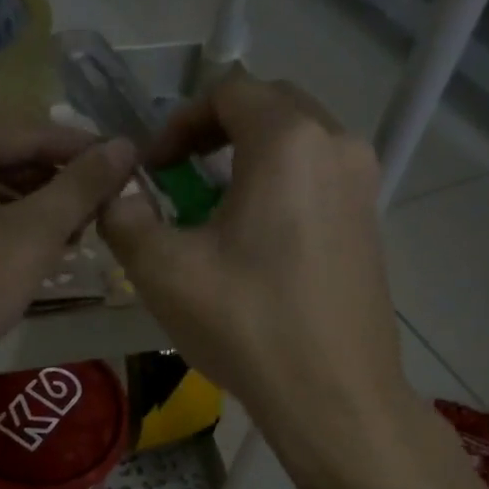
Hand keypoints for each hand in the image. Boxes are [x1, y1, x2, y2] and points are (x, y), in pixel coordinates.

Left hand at [0, 114, 134, 415]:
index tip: (133, 176)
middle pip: (6, 156)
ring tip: (70, 242)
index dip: (89, 154)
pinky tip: (19, 258)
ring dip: (28, 210)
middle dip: (57, 186)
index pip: (36, 131)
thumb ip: (80, 188)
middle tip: (103, 218)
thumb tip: (125, 146)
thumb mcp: (28, 239)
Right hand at [97, 69, 416, 481]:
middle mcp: (337, 146)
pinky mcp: (370, 222)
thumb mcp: (164, 270)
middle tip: (179, 174)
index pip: (229, 91)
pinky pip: (318, 177)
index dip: (179, 121)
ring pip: (297, 142)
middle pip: (269, 106)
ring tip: (212, 208)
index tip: (153, 168)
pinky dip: (279, 185)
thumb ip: (126, 218)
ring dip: (248, 157)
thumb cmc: (247, 324)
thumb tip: (119, 197)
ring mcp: (363, 185)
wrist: (334, 397)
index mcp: (288, 141)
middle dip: (215, 131)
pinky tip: (255, 240)